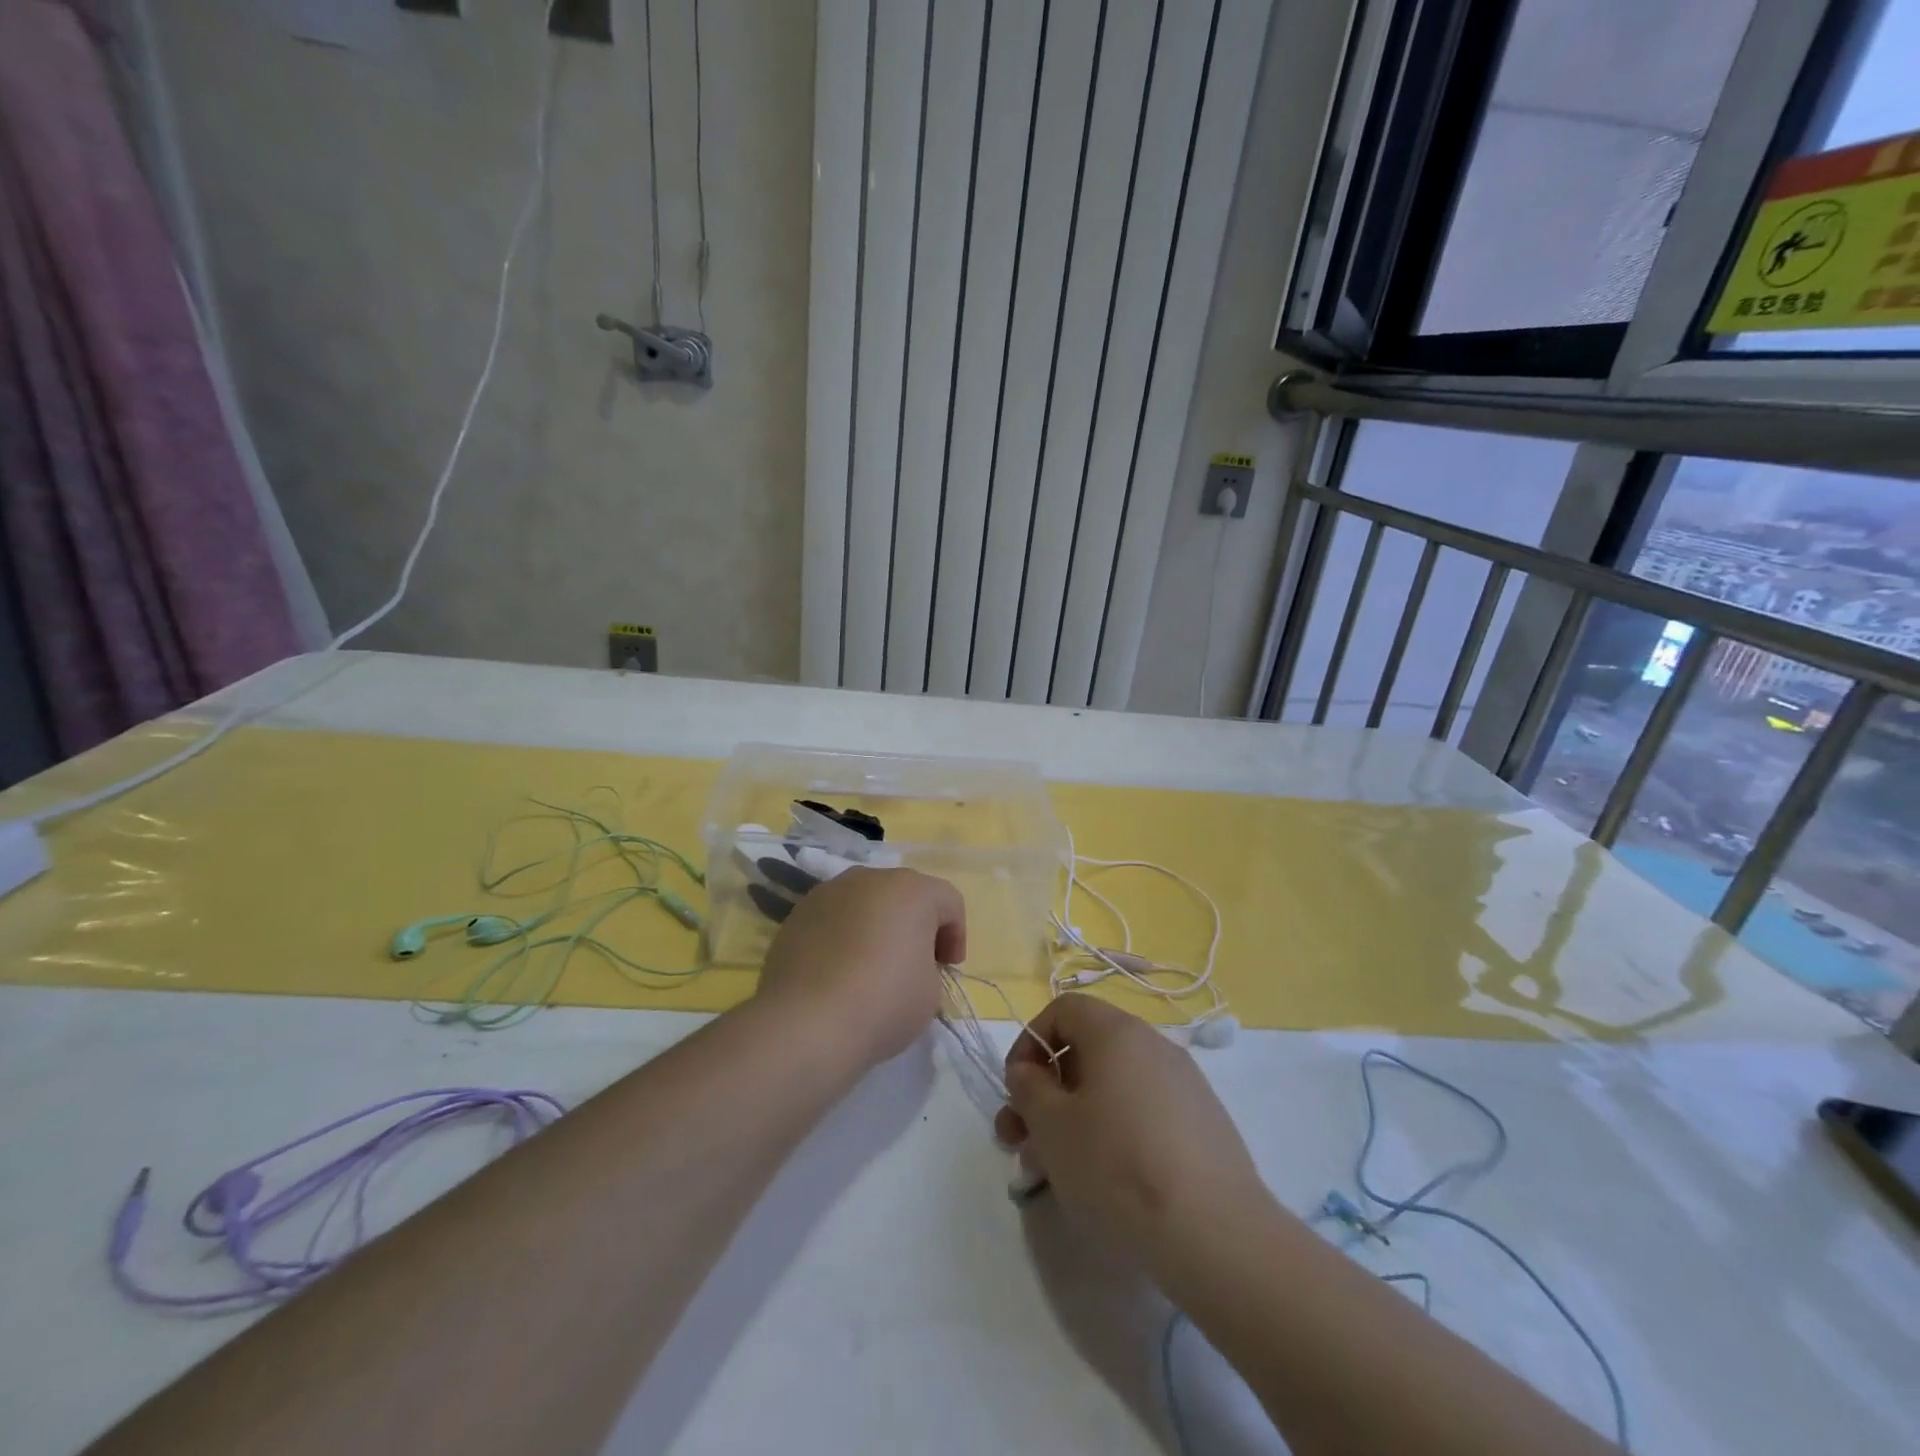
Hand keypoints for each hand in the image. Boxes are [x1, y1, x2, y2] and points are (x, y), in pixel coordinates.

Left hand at [755, 867, 965, 1070]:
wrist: (805, 1024)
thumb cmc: (883, 1003)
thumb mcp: (931, 992)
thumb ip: (928, 966)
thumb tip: (907, 963)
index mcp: (911, 890)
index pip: (949, 901)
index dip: (956, 935)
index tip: (947, 970)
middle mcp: (869, 879)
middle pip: (904, 895)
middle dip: (915, 925)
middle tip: (915, 965)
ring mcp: (828, 892)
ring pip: (866, 903)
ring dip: (877, 926)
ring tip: (871, 968)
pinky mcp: (797, 914)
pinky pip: (834, 918)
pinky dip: (844, 936)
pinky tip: (839, 972)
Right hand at [993, 995, 1267, 1268]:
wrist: (1218, 1235)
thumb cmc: (1119, 1166)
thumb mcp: (1053, 1126)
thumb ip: (1028, 1087)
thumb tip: (1028, 1071)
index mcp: (1117, 1032)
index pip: (1062, 1010)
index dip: (1029, 1042)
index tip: (1015, 1089)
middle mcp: (1153, 1046)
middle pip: (1086, 1052)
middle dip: (1045, 1093)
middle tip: (1019, 1142)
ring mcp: (1184, 1085)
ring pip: (1112, 1088)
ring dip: (1073, 1118)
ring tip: (1052, 1172)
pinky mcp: (1202, 1124)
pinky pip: (1142, 1113)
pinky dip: (1112, 1133)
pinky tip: (1103, 1181)